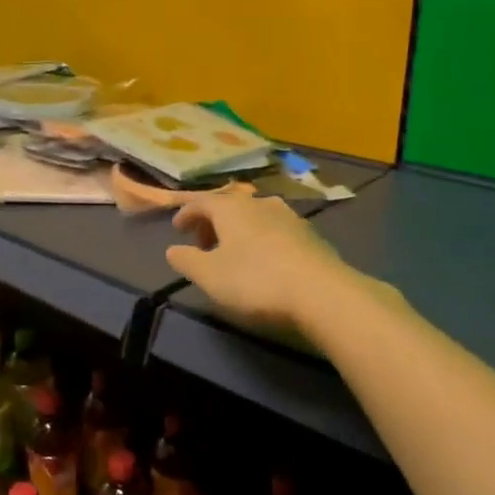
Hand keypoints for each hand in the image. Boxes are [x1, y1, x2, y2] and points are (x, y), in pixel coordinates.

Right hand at [165, 193, 354, 333]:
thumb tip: (173, 250)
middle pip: (229, 205)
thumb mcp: (209, 276)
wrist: (321, 293)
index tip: (176, 228)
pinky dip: (259, 238)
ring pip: (254, 215)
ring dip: (237, 229)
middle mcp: (259, 203)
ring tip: (232, 251)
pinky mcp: (309, 234)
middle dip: (211, 221)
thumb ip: (186, 261)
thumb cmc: (255, 281)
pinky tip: (262, 258)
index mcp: (231, 208)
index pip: (201, 201)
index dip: (185, 213)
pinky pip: (274, 229)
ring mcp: (288, 216)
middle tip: (202, 243)